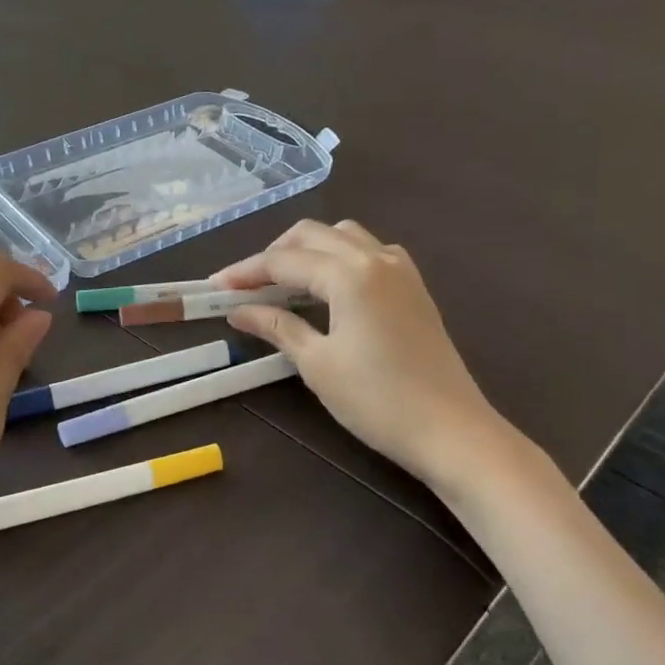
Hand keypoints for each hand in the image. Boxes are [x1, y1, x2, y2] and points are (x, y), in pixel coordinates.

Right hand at [212, 220, 516, 493]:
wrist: (450, 430)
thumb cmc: (376, 399)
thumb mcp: (316, 363)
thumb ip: (276, 326)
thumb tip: (238, 311)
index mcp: (349, 274)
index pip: (284, 261)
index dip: (245, 272)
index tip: (214, 287)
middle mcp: (376, 258)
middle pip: (312, 235)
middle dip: (273, 254)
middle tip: (245, 286)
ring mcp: (400, 270)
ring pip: (343, 236)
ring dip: (307, 251)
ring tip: (282, 284)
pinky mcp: (413, 288)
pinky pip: (368, 252)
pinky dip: (338, 258)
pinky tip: (327, 289)